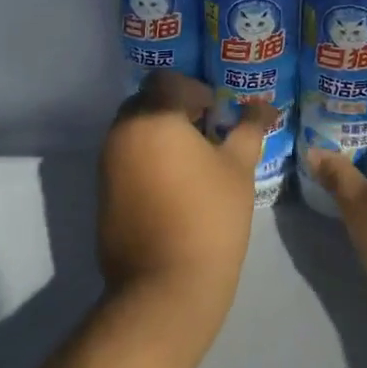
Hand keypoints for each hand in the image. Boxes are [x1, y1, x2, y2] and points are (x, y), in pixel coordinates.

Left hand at [97, 71, 273, 351]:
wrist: (165, 288)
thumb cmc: (209, 218)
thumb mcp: (238, 168)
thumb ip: (248, 128)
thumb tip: (264, 106)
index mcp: (153, 117)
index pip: (167, 80)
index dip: (195, 89)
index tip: (217, 113)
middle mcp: (121, 132)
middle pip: (147, 102)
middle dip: (176, 110)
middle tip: (208, 134)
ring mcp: (106, 164)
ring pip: (134, 131)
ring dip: (161, 135)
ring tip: (194, 162)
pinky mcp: (102, 193)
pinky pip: (125, 158)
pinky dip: (147, 159)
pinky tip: (174, 187)